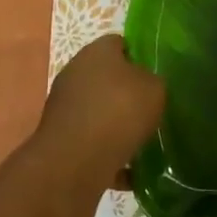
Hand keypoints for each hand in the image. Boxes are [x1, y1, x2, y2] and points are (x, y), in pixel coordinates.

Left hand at [39, 35, 165, 183]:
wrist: (76, 160)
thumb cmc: (119, 112)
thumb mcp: (155, 89)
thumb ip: (153, 81)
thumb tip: (146, 85)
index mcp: (97, 51)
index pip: (120, 43)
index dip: (140, 57)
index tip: (156, 77)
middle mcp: (75, 71)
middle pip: (107, 77)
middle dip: (127, 94)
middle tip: (150, 111)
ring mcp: (64, 103)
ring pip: (99, 110)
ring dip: (116, 125)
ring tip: (141, 144)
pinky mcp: (60, 135)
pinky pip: (91, 140)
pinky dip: (107, 153)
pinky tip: (127, 173)